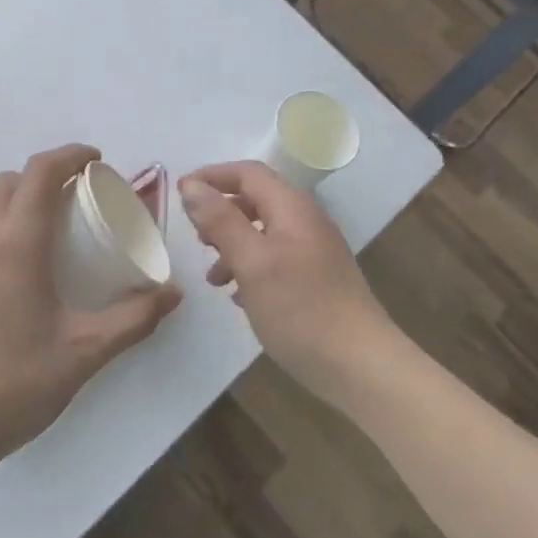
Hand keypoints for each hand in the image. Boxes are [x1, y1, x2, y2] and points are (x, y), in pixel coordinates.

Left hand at [0, 145, 181, 472]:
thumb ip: (134, 319)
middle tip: (72, 204)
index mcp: (16, 243)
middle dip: (42, 181)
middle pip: (7, 183)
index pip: (41, 172)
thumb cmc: (12, 384)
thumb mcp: (84, 354)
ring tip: (32, 237)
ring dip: (6, 206)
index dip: (71, 155)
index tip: (96, 161)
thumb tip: (173, 293)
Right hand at [179, 162, 398, 406]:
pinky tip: (237, 296)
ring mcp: (314, 251)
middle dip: (221, 213)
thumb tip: (191, 186)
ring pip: (263, 233)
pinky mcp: (316, 280)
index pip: (248, 173)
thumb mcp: (251, 261)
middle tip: (195, 239)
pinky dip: (250, 268)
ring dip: (232, 245)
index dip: (212, 177)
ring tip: (212, 277)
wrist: (359, 364)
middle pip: (256, 200)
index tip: (179, 193)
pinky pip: (274, 260)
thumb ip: (220, 221)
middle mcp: (306, 222)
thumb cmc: (300, 308)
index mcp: (292, 208)